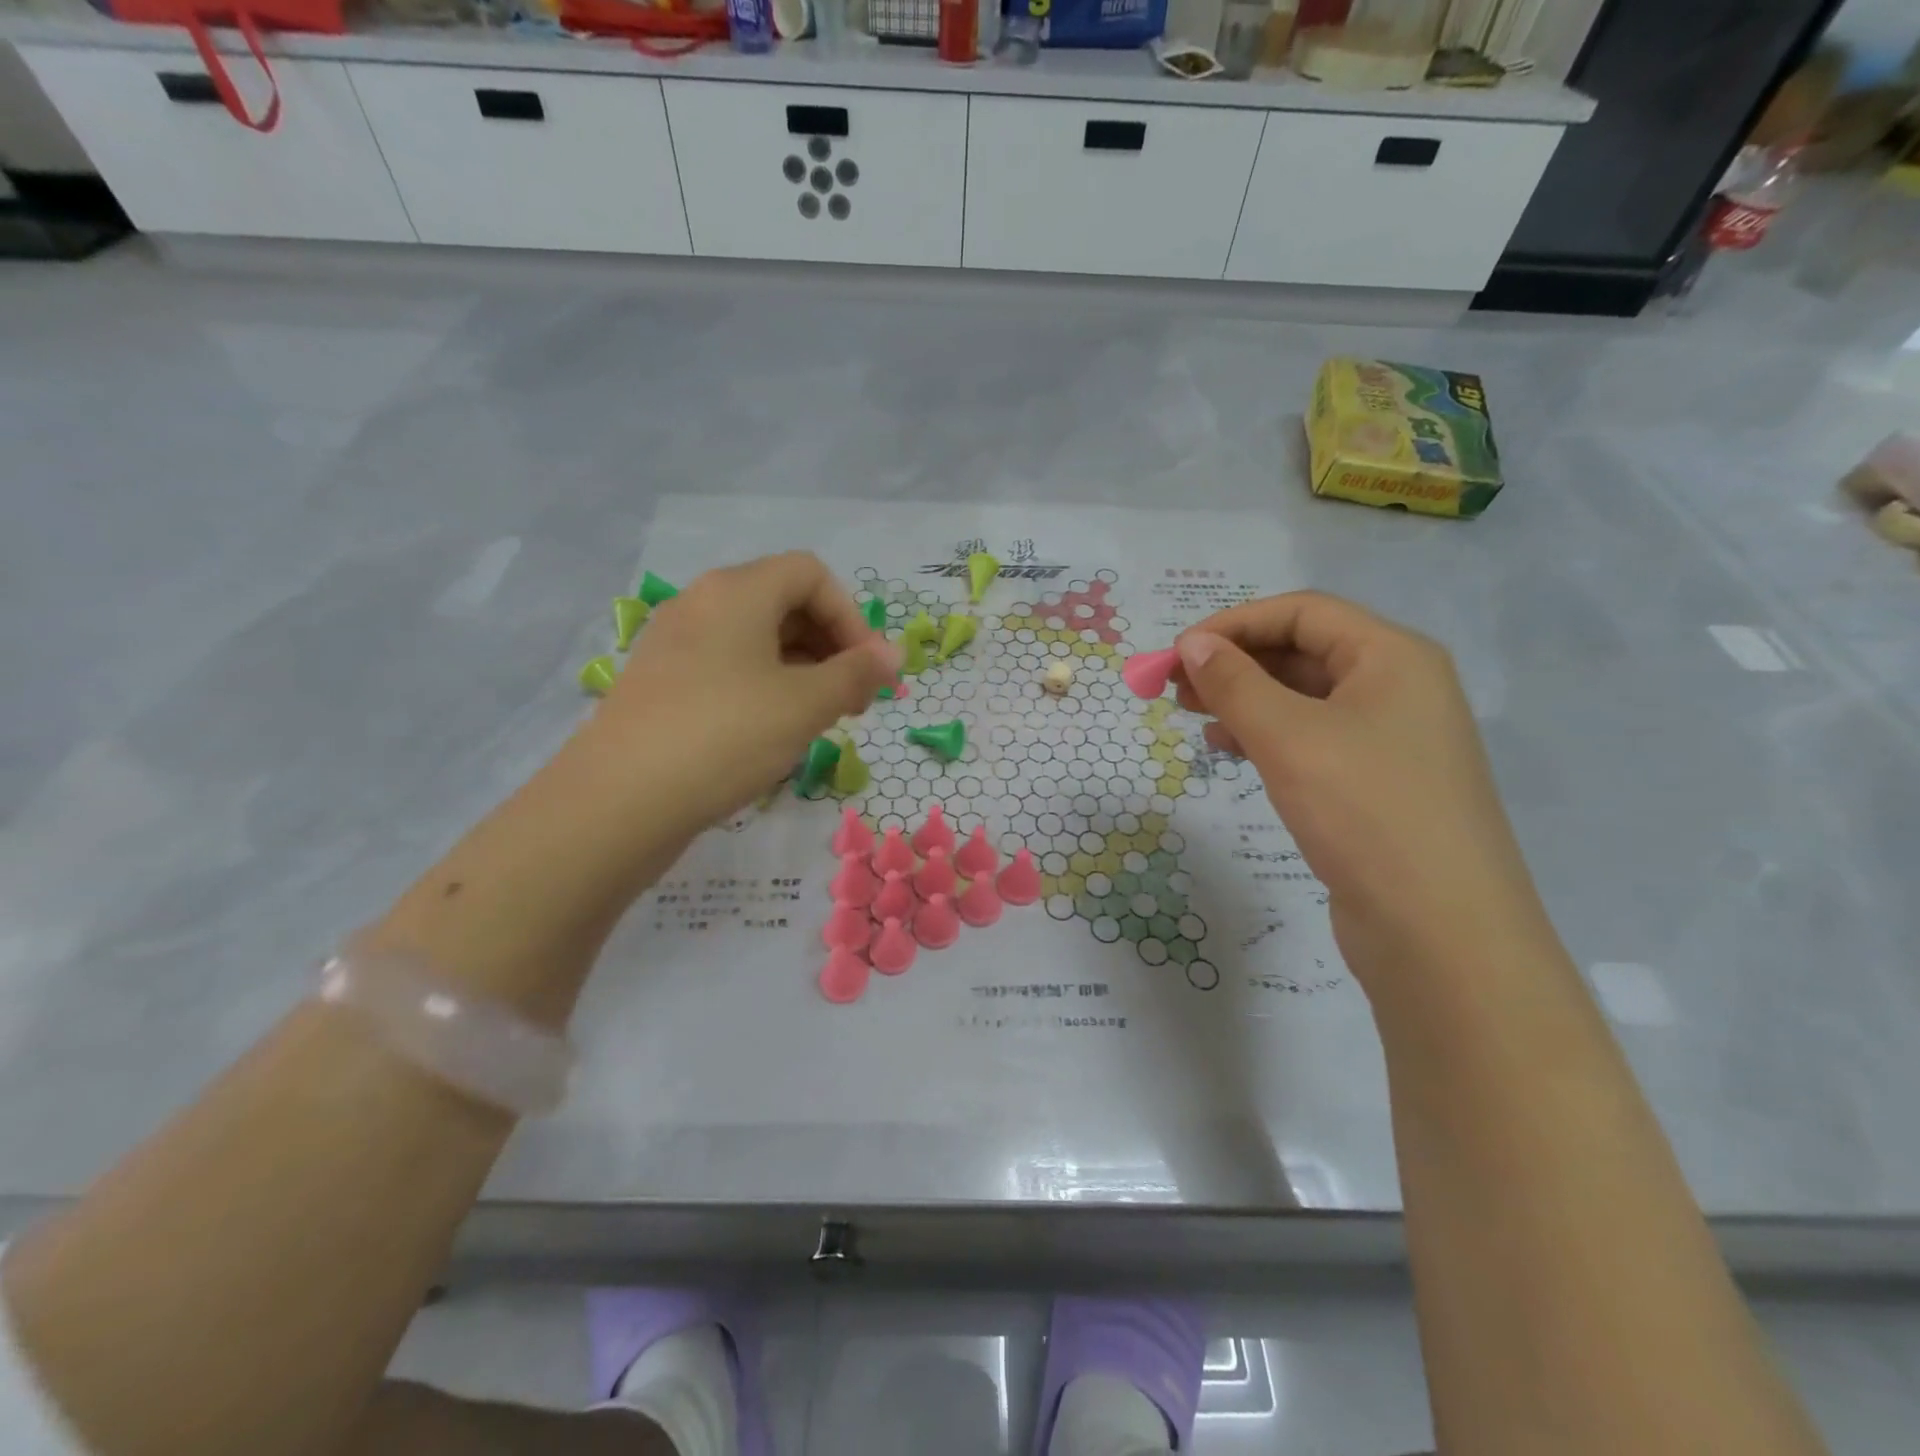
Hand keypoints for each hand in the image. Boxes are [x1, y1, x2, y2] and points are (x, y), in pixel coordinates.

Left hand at [587, 552, 899, 832]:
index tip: (869, 670)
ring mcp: (674, 643)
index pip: (811, 575)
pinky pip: (727, 667)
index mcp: (736, 591)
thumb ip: (856, 674)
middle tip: (852, 698)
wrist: (619, 801)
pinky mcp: (660, 683)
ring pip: (755, 639)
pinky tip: (771, 731)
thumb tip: (893, 655)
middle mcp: (701, 604)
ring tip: (818, 718)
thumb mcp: (805, 705)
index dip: (852, 616)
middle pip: (783, 602)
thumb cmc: (725, 736)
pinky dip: (763, 686)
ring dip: (800, 669)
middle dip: (830, 645)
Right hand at [1174, 592, 1550, 981]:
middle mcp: (1397, 687)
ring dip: (1245, 698)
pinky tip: (1229, 750)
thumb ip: (1234, 683)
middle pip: (1303, 651)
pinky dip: (1266, 735)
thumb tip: (1191, 644)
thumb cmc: (1366, 813)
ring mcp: (1390, 738)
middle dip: (1234, 662)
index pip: (1302, 612)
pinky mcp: (1375, 783)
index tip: (1177, 654)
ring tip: (1193, 716)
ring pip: (1303, 697)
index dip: (1233, 624)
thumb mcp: (1289, 738)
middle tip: (1174, 687)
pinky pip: (1311, 738)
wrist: (1441, 931)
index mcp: (1392, 656)